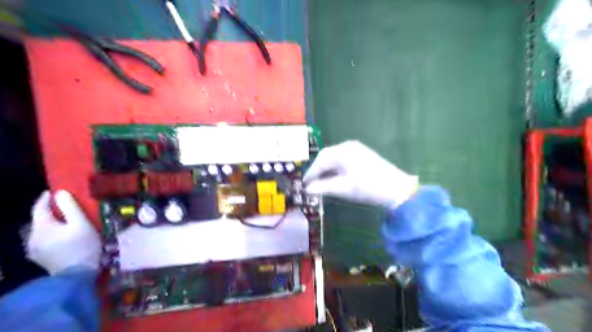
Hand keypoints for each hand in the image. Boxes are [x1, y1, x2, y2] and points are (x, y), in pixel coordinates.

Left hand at [26, 190, 100, 273]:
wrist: (76, 275)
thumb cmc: (82, 246)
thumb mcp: (81, 224)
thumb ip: (70, 207)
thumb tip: (60, 193)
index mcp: (42, 227)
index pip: (39, 208)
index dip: (46, 198)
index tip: (55, 191)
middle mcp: (32, 237)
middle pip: (40, 220)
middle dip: (51, 213)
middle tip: (66, 207)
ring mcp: (34, 249)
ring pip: (42, 231)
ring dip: (52, 225)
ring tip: (67, 223)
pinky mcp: (40, 258)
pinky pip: (43, 241)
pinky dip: (52, 235)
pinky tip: (63, 237)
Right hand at [302, 140, 418, 206]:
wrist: (397, 188)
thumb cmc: (367, 187)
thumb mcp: (343, 188)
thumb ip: (322, 187)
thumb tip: (306, 190)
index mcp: (342, 151)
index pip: (320, 161)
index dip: (311, 173)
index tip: (304, 184)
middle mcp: (347, 145)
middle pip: (326, 156)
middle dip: (317, 170)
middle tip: (311, 183)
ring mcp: (356, 148)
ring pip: (334, 157)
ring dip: (326, 168)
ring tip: (320, 181)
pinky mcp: (362, 153)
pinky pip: (342, 158)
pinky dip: (335, 167)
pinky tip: (334, 176)